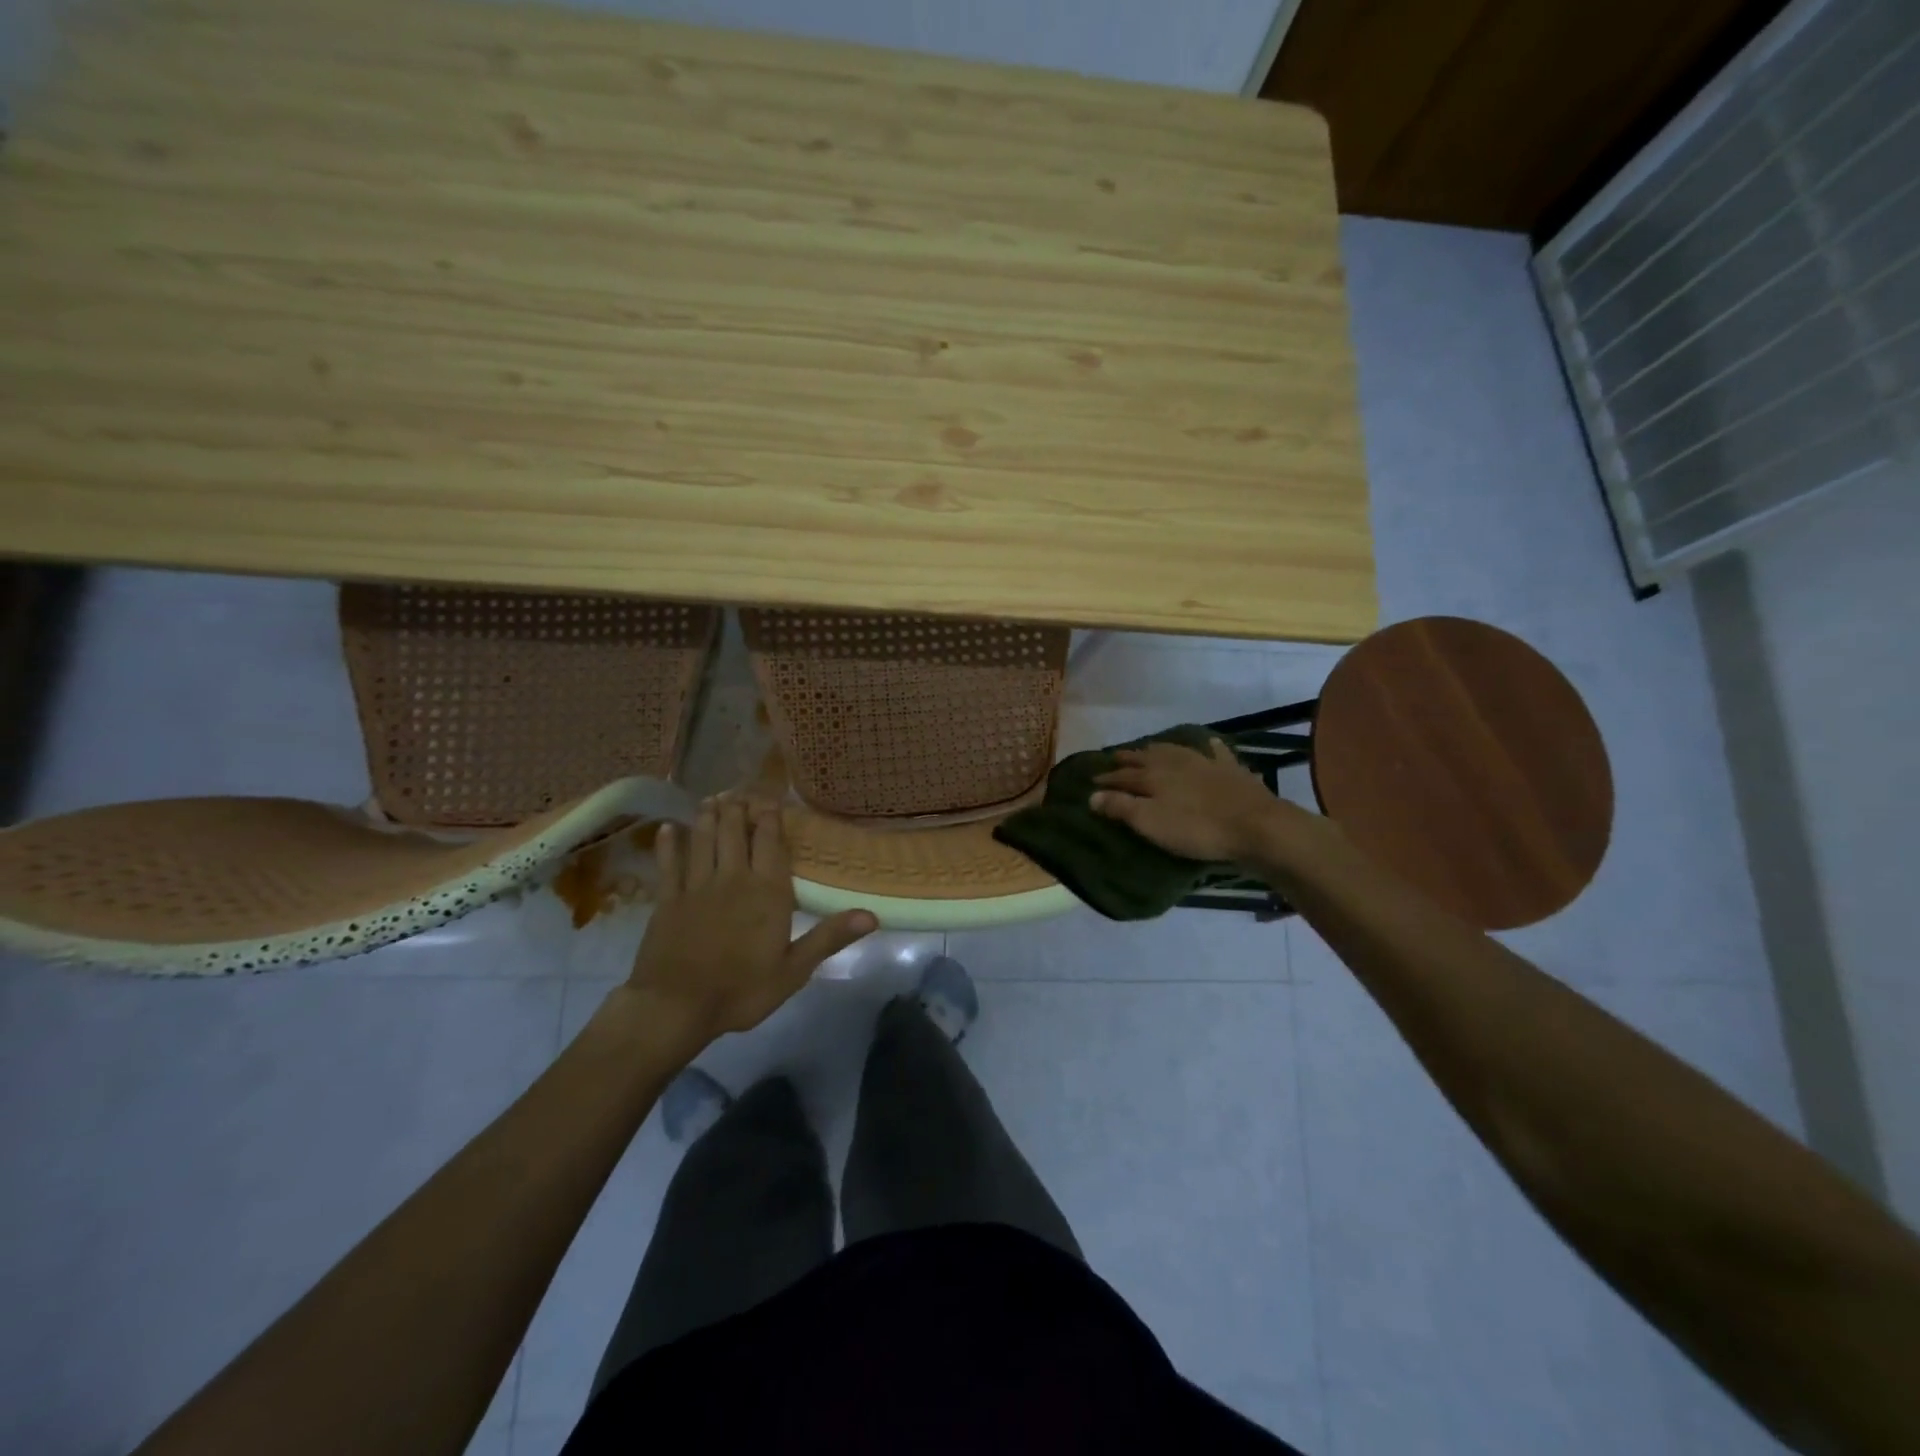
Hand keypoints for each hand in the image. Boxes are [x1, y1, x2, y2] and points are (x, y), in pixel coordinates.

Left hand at [624, 798, 875, 1047]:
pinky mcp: (667, 899)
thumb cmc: (741, 991)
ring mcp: (696, 886)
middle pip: (734, 832)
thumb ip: (829, 937)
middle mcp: (733, 878)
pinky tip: (667, 828)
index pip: (770, 843)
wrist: (676, 1007)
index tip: (770, 798)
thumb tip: (871, 915)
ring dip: (708, 817)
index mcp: (767, 892)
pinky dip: (668, 844)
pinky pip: (669, 863)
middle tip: (738, 791)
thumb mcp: (794, 970)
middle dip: (738, 809)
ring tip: (712, 799)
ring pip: (703, 840)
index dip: (770, 817)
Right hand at [1089, 738, 1284, 862]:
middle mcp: (1176, 763)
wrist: (1255, 826)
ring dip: (1160, 749)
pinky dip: (1210, 748)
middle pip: (1147, 758)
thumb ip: (1120, 807)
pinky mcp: (1232, 770)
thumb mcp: (1151, 822)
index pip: (1123, 775)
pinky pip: (1217, 753)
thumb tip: (1091, 795)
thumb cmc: (1196, 829)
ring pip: (1176, 751)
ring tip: (1149, 748)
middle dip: (1129, 758)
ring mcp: (1206, 763)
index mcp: (1154, 776)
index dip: (1107, 778)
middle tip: (1115, 757)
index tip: (1092, 780)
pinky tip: (1209, 744)